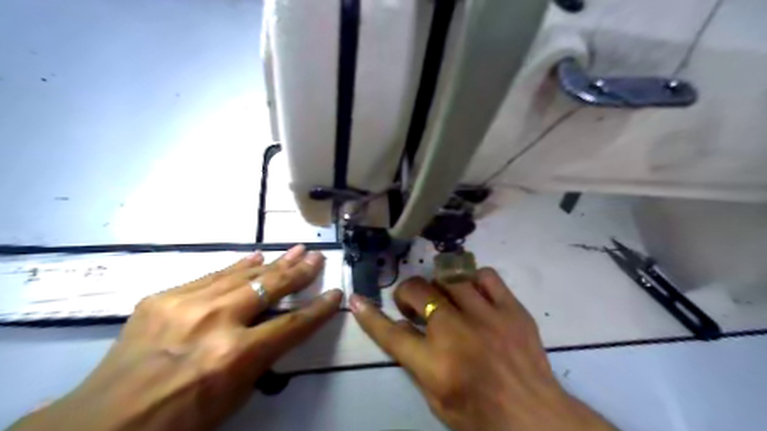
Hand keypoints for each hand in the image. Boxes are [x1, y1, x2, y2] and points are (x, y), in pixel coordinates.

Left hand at [9, 246, 340, 430]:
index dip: (318, 309)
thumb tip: (278, 327)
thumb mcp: (234, 397)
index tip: (336, 293)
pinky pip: (211, 276)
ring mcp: (186, 305)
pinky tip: (254, 257)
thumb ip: (261, 357)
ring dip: (274, 262)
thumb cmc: (179, 422)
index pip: (292, 325)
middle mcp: (215, 322)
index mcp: (234, 356)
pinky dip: (237, 266)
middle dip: (299, 272)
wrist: (100, 425)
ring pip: (243, 275)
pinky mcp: (163, 298)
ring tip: (296, 250)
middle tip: (317, 257)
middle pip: (270, 288)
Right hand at [349, 268, 614, 429]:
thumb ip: (415, 362)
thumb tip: (401, 328)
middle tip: (413, 305)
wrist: (535, 417)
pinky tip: (473, 292)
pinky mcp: (512, 309)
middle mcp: (457, 333)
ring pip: (450, 277)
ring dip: (438, 286)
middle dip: (407, 294)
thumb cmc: (481, 415)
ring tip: (443, 297)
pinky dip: (473, 280)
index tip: (358, 299)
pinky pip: (486, 276)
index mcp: (436, 364)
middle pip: (419, 292)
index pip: (391, 333)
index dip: (370, 316)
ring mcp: (487, 316)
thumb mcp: (436, 400)